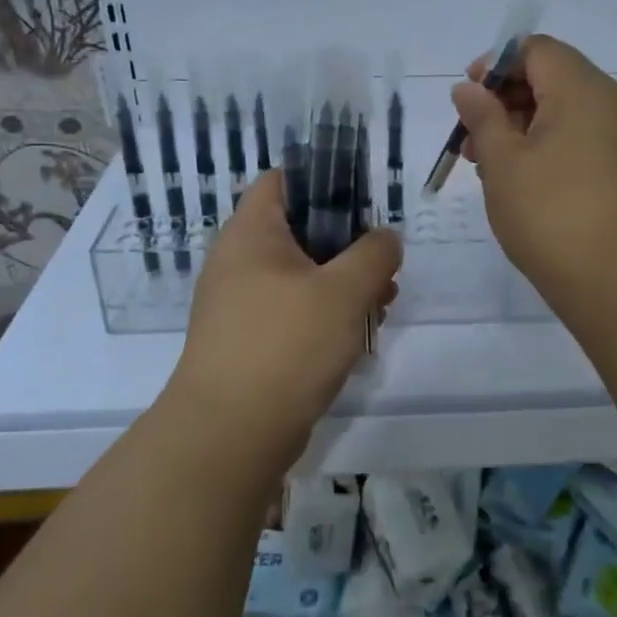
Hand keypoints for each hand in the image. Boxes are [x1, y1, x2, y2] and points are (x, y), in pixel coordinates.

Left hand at [163, 173, 400, 464]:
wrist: (231, 435)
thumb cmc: (286, 345)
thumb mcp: (344, 291)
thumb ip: (374, 254)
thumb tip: (386, 238)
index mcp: (251, 233)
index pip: (283, 181)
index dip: (324, 181)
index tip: (365, 203)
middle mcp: (239, 261)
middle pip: (300, 231)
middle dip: (348, 245)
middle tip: (384, 264)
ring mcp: (241, 304)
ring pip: (301, 275)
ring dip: (343, 284)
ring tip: (382, 304)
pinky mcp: (249, 341)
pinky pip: (292, 311)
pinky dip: (324, 315)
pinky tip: (358, 336)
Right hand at [452, 34, 616, 309]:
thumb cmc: (551, 213)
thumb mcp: (503, 162)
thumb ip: (482, 116)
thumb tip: (468, 88)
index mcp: (583, 89)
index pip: (536, 50)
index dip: (496, 64)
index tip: (468, 97)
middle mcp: (612, 102)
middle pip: (553, 77)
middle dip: (506, 100)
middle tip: (472, 139)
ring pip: (567, 111)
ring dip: (525, 126)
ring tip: (491, 166)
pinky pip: (585, 137)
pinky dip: (551, 145)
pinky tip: (525, 181)